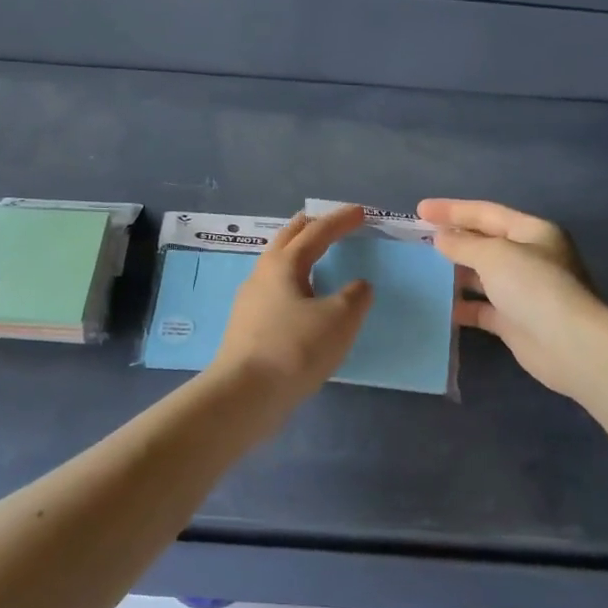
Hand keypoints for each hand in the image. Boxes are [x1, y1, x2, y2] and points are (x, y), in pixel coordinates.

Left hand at [213, 205, 374, 404]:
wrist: (245, 394)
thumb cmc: (294, 349)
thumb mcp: (339, 319)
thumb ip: (355, 296)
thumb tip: (358, 286)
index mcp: (283, 263)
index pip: (316, 232)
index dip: (341, 220)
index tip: (362, 212)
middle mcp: (262, 274)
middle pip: (288, 240)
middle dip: (311, 227)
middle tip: (331, 223)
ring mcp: (250, 301)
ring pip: (278, 266)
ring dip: (300, 255)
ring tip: (319, 259)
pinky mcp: (248, 327)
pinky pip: (276, 292)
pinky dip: (295, 283)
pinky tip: (304, 301)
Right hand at [417, 198, 607, 398]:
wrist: (569, 345)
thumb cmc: (533, 286)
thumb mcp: (494, 255)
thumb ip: (463, 244)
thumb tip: (441, 238)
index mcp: (532, 232)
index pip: (487, 213)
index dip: (452, 210)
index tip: (419, 209)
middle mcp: (530, 258)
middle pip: (485, 243)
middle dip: (454, 240)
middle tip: (418, 239)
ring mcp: (524, 291)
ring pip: (483, 276)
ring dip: (456, 273)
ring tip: (423, 270)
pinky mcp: (516, 321)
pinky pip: (483, 308)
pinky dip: (463, 305)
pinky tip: (440, 306)